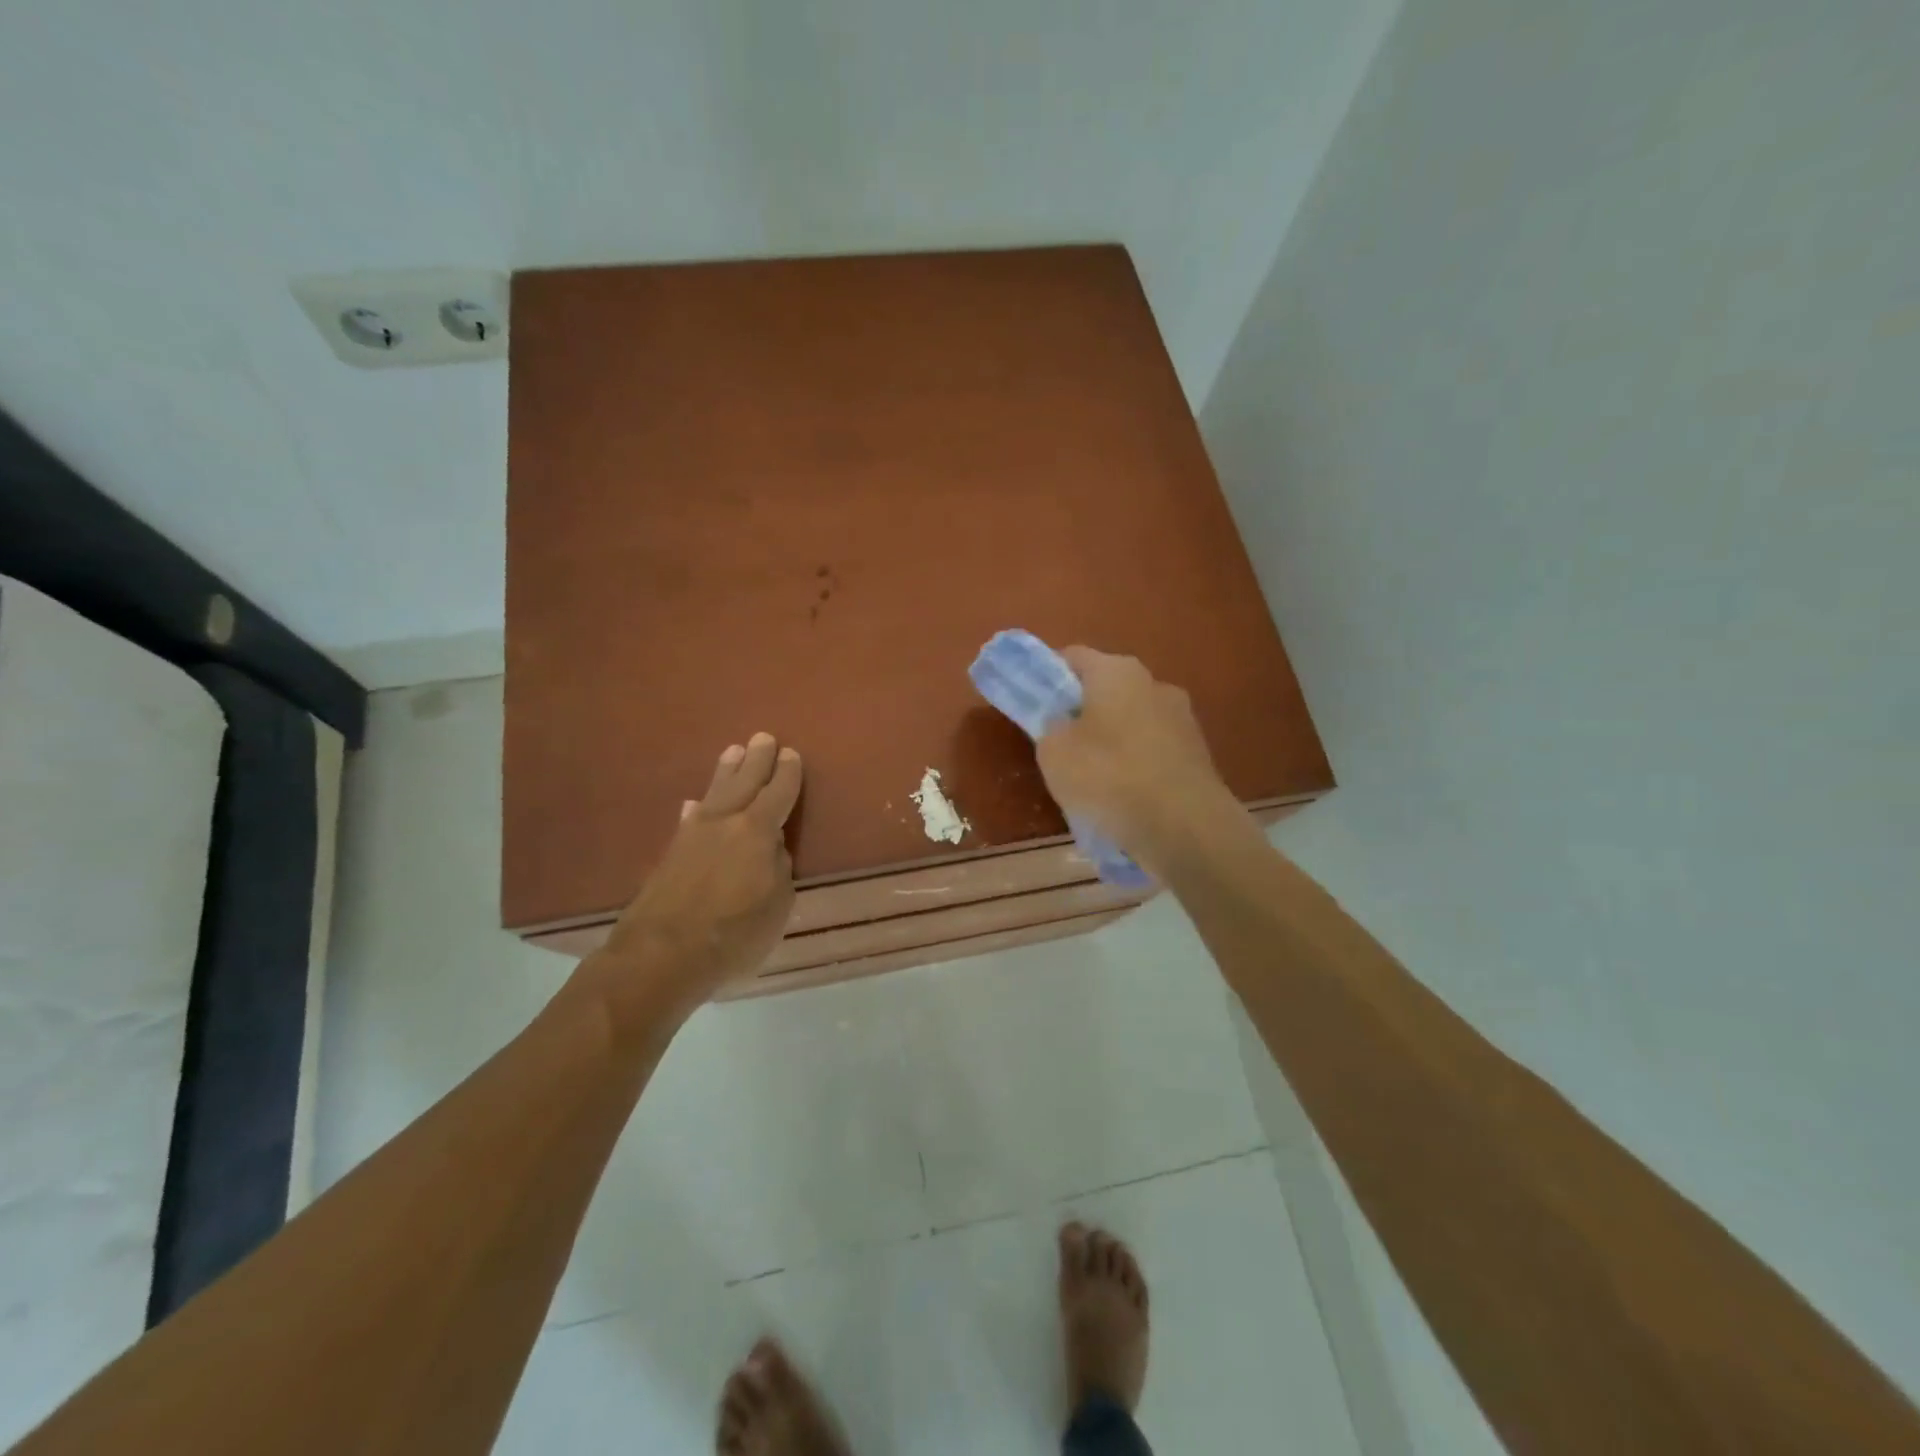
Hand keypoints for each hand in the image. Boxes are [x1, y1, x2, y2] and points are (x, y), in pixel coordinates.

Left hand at [594, 733, 802, 1010]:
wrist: (660, 955)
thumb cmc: (733, 933)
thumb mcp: (777, 904)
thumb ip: (779, 869)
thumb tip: (772, 848)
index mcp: (757, 831)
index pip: (778, 794)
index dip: (787, 774)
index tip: (791, 754)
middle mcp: (724, 822)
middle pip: (744, 782)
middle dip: (757, 760)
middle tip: (763, 738)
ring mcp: (692, 835)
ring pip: (714, 793)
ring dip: (726, 773)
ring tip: (732, 752)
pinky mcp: (670, 854)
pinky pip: (690, 818)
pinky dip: (697, 809)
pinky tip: (694, 805)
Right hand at [1036, 648, 1239, 874]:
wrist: (1185, 827)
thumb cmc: (1109, 777)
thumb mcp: (1053, 753)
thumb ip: (1050, 728)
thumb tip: (1063, 725)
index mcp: (1116, 671)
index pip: (1072, 657)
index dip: (1048, 677)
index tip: (1034, 705)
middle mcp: (1154, 683)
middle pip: (1105, 690)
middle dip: (1082, 713)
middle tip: (1060, 746)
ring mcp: (1182, 718)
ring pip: (1131, 722)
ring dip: (1111, 742)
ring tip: (1093, 782)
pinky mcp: (1198, 754)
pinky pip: (1153, 752)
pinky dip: (1136, 766)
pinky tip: (1125, 798)